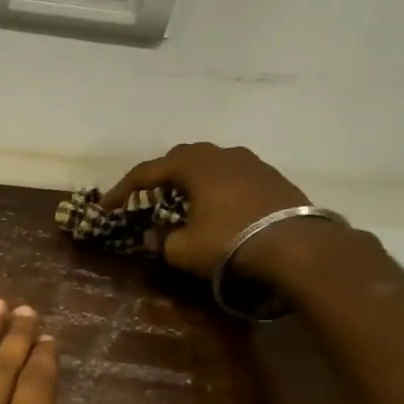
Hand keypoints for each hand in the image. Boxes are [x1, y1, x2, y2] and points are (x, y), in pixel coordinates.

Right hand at [102, 142, 313, 279]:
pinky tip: (216, 208)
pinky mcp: (272, 178)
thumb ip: (160, 239)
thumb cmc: (229, 242)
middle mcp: (220, 154)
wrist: (297, 247)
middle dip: (158, 177)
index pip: (146, 172)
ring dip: (190, 181)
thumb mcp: (182, 249)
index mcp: (193, 164)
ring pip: (209, 164)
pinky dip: (215, 188)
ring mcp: (251, 163)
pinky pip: (232, 176)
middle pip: (179, 158)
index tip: (106, 208)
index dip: (121, 190)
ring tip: (182, 203)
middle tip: (146, 199)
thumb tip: (151, 235)